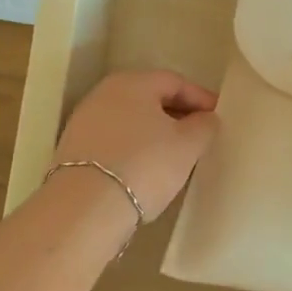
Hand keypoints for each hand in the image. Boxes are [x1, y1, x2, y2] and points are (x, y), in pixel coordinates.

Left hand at [52, 70, 217, 220]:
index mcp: (132, 83)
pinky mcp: (73, 150)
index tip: (218, 116)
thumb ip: (204, 125)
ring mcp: (83, 121)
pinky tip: (145, 168)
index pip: (174, 81)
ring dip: (154, 132)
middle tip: (198, 133)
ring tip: (174, 154)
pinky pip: (114, 140)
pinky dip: (134, 147)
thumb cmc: (145, 165)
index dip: (200, 97)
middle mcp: (103, 94)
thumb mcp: (188, 145)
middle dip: (176, 113)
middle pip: (149, 98)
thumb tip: (205, 118)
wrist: (86, 208)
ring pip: (130, 120)